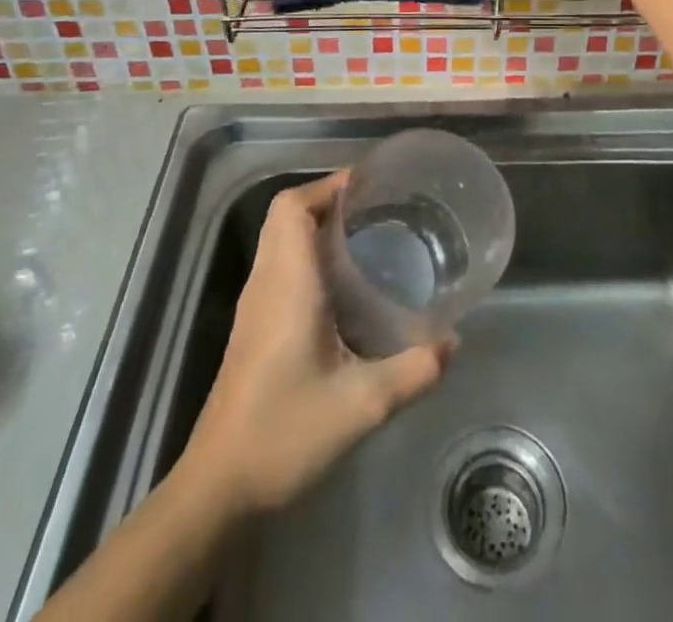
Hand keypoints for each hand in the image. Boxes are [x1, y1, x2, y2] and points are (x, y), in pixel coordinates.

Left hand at [181, 172, 450, 514]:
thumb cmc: (285, 432)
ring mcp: (254, 305)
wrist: (219, 487)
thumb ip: (413, 370)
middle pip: (285, 216)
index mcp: (287, 284)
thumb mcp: (362, 405)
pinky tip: (343, 284)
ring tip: (366, 235)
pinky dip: (307, 253)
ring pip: (280, 239)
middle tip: (375, 207)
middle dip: (328, 199)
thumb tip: (453, 342)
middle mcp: (266, 283)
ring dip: (316, 225)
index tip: (369, 184)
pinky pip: (279, 265)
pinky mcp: (253, 327)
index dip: (327, 186)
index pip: (293, 208)